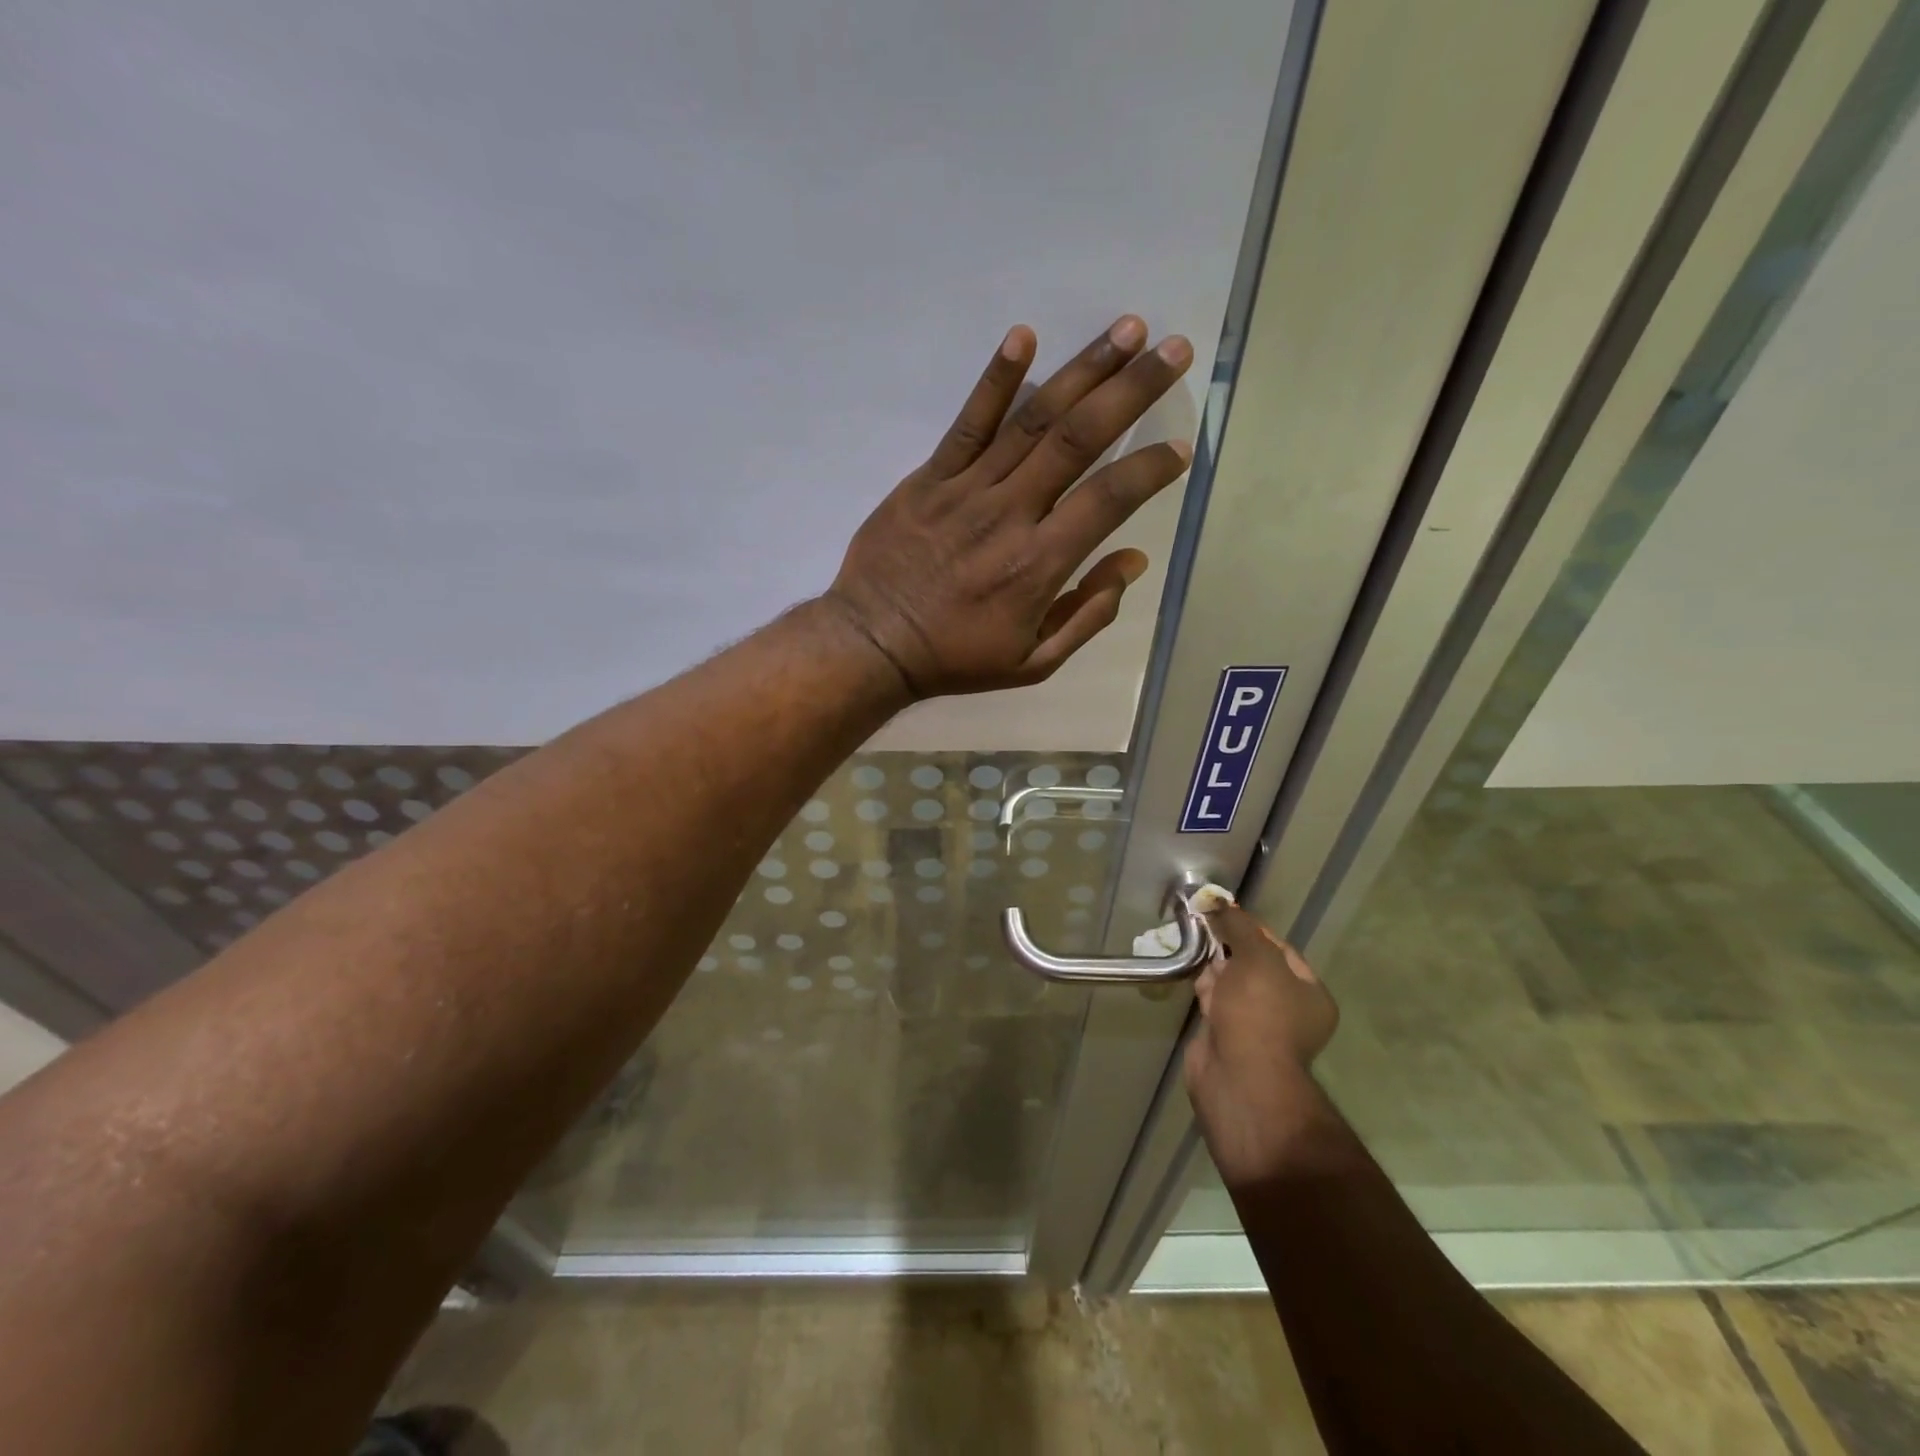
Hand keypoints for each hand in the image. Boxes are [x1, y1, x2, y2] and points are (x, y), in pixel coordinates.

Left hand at [824, 316, 1193, 697]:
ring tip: (1127, 329)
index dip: (1150, 468)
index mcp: (1039, 564)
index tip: (1181, 446)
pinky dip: (996, 380)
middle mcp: (1010, 515)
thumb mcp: (1034, 663)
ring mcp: (966, 490)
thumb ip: (1088, 614)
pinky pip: (967, 423)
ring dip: (1083, 370)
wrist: (874, 644)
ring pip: (1033, 420)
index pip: (1109, 499)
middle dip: (1132, 391)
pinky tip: (1024, 337)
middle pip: (1079, 439)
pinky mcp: (929, 478)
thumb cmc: (957, 658)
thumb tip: (1132, 560)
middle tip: (1174, 350)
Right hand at [1183, 904, 1340, 1186]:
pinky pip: (1217, 1003)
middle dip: (1229, 947)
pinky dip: (1205, 989)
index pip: (1281, 949)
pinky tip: (1191, 973)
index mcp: (1309, 993)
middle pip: (1254, 965)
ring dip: (1214, 967)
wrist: (1239, 1076)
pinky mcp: (1228, 1037)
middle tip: (1204, 927)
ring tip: (1193, 945)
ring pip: (1233, 984)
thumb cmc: (1259, 1013)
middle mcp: (1288, 1010)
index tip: (1224, 914)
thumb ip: (1239, 927)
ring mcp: (1257, 1026)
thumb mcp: (1256, 958)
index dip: (1252, 929)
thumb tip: (1219, 902)